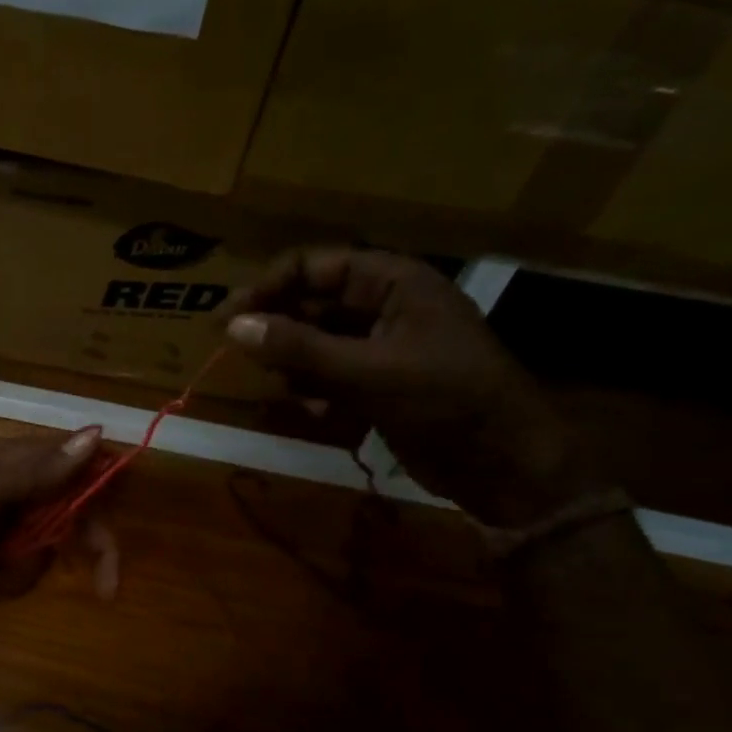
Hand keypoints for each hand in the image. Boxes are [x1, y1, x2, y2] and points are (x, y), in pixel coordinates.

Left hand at [0, 428, 117, 605]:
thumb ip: (40, 470)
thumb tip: (95, 433)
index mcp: (12, 461)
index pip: (78, 471)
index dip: (103, 507)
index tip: (112, 554)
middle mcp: (7, 483)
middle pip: (64, 515)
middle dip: (65, 552)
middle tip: (101, 589)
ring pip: (35, 547)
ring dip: (18, 571)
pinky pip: (6, 564)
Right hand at [222, 248, 598, 525]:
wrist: (503, 464)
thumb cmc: (446, 401)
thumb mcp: (369, 371)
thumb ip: (299, 348)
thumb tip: (233, 325)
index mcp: (395, 283)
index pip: (316, 266)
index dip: (270, 286)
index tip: (227, 316)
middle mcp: (385, 308)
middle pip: (312, 305)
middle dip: (277, 329)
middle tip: (234, 352)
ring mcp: (382, 349)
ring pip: (316, 345)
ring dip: (294, 366)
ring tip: (283, 388)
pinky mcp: (378, 387)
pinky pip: (330, 379)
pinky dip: (315, 394)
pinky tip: (315, 413)